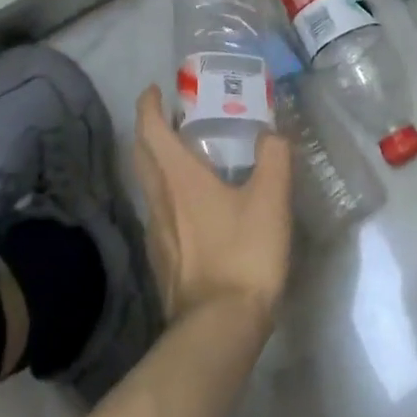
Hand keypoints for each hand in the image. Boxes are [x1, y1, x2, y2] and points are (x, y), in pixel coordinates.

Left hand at [132, 86, 292, 329]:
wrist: (220, 326)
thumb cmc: (244, 254)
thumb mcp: (271, 199)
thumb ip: (274, 158)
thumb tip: (271, 134)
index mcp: (179, 179)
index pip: (151, 131)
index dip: (149, 106)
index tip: (156, 89)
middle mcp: (159, 199)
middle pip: (142, 155)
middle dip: (150, 129)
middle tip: (174, 117)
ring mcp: (157, 232)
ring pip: (149, 184)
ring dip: (159, 161)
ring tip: (188, 154)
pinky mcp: (162, 258)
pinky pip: (159, 211)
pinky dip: (169, 192)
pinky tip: (194, 203)